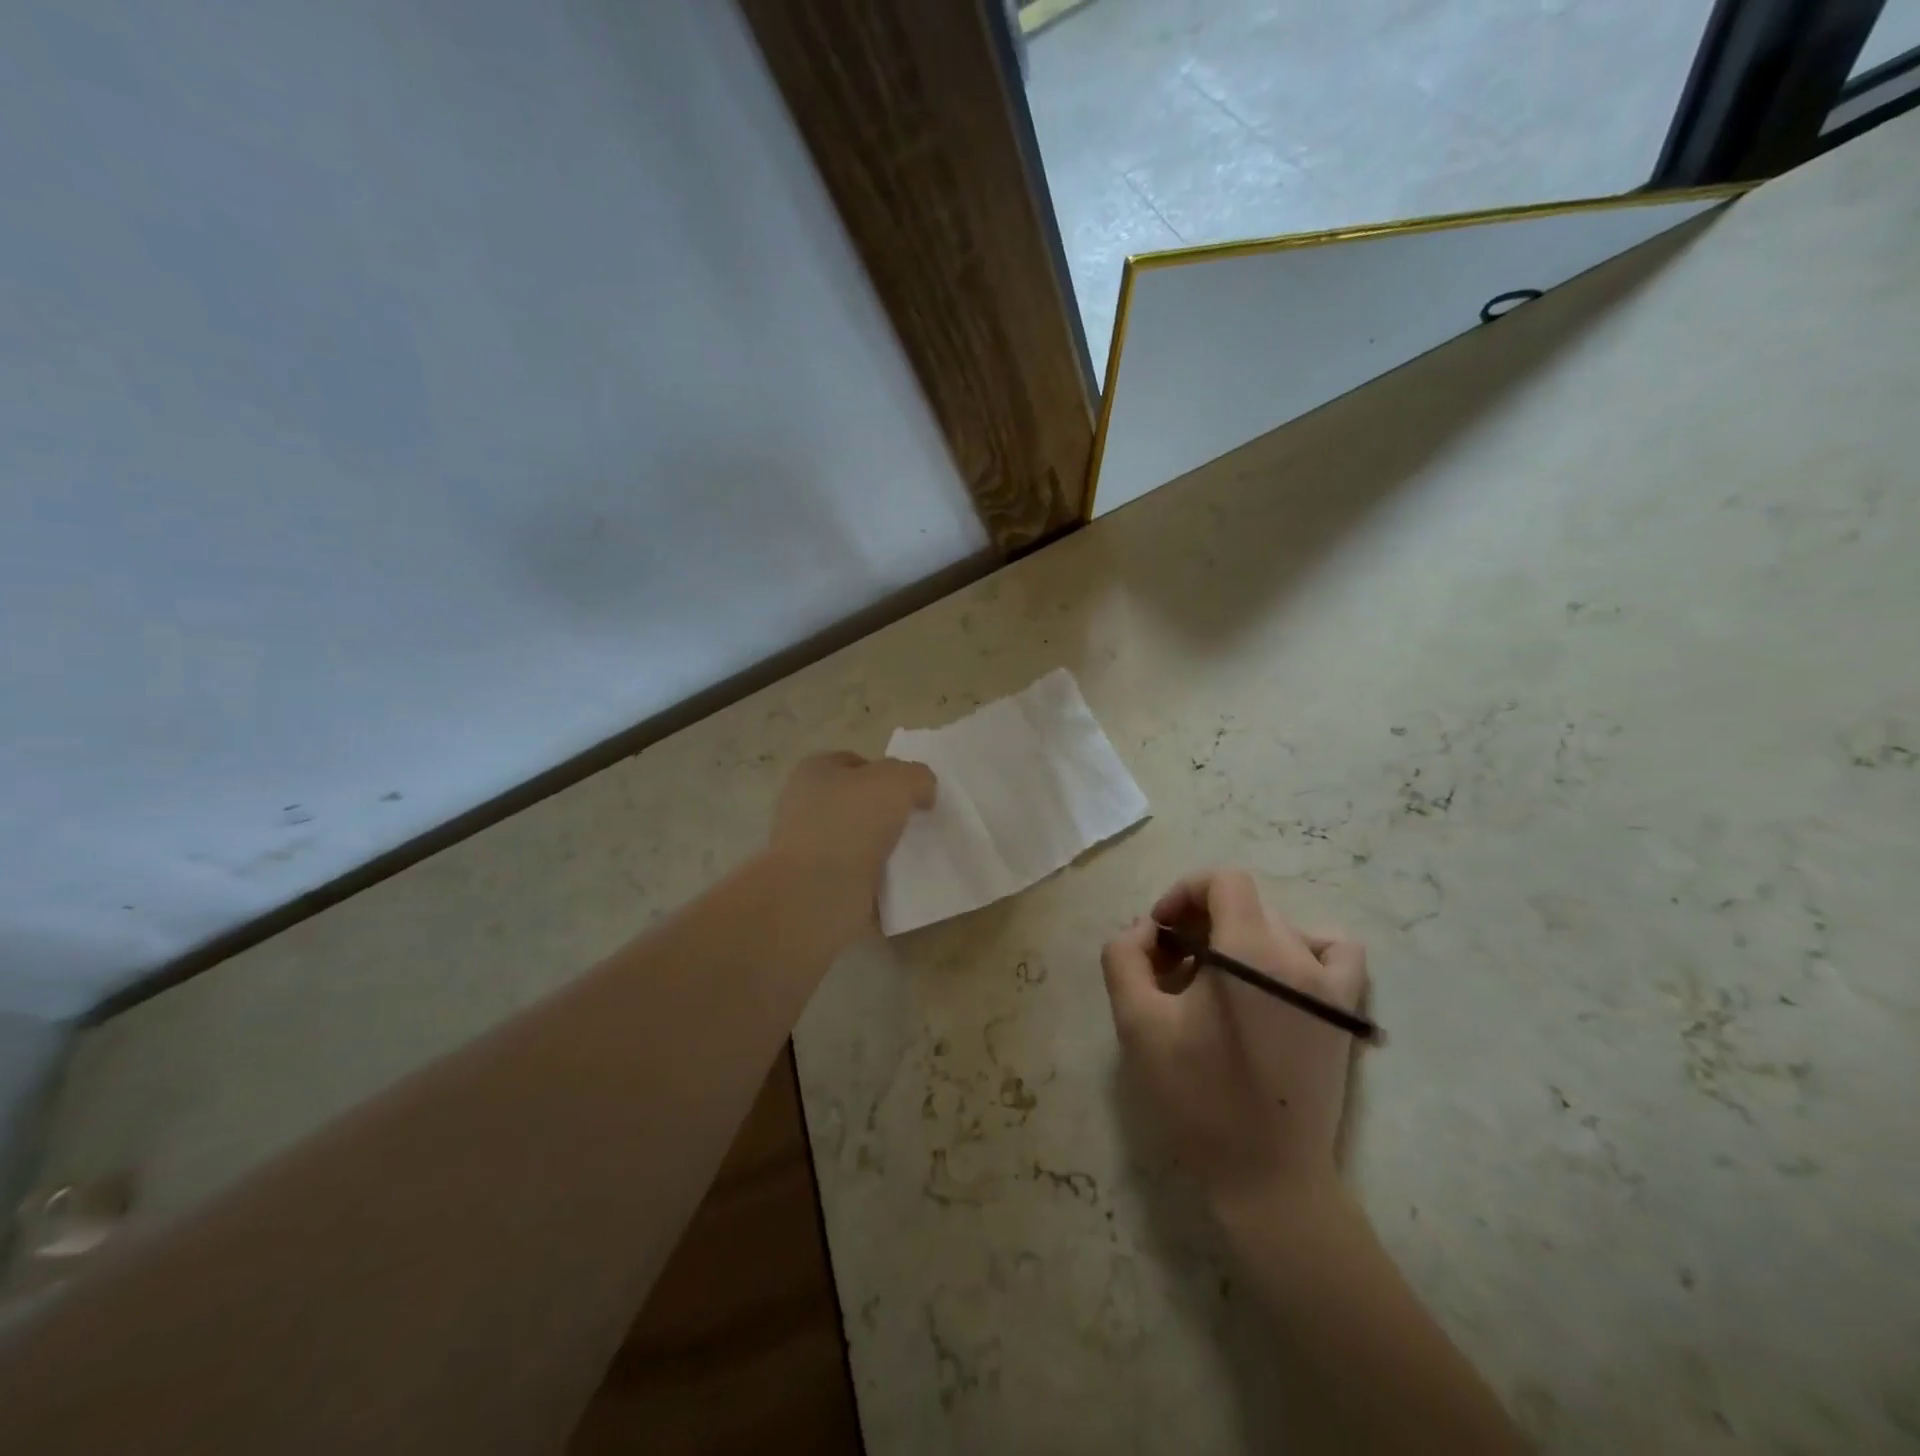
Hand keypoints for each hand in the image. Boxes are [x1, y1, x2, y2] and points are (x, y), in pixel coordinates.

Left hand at [767, 751, 935, 942]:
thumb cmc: (851, 822)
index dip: (885, 771)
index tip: (911, 792)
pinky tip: (897, 882)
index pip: (855, 762)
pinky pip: (855, 874)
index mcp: (813, 772)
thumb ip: (917, 777)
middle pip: (856, 801)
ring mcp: (808, 848)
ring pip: (857, 839)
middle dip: (886, 811)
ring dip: (882, 847)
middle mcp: (804, 806)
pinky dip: (875, 878)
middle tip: (916, 822)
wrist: (817, 894)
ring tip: (912, 854)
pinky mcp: (816, 884)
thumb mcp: (897, 781)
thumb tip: (922, 792)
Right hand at [1101, 870, 1367, 1208]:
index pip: (1223, 881)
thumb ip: (1125, 957)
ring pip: (1277, 927)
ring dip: (1239, 939)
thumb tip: (1147, 930)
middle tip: (1173, 968)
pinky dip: (1302, 949)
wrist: (1268, 1178)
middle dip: (1201, 922)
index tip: (1161, 933)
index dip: (1184, 893)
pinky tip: (1277, 979)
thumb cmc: (1197, 1099)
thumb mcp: (1137, 1023)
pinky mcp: (1346, 1013)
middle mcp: (1299, 955)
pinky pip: (1334, 952)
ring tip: (1215, 984)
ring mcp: (1331, 984)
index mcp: (1250, 951)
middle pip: (1245, 905)